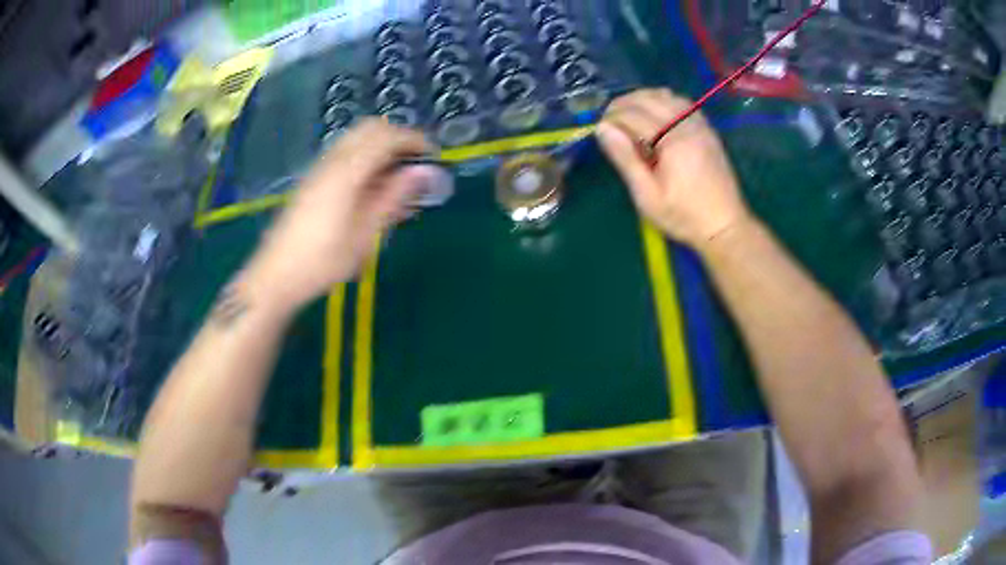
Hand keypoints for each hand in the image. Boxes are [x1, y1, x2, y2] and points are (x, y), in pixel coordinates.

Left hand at [243, 119, 438, 311]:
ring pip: (356, 138)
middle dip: (399, 138)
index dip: (415, 141)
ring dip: (381, 145)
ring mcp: (319, 167)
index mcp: (348, 171)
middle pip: (371, 128)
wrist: (277, 275)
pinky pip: (345, 152)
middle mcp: (332, 160)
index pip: (388, 137)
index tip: (434, 157)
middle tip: (416, 162)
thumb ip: (395, 197)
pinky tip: (372, 184)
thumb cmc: (324, 261)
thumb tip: (426, 172)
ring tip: (397, 174)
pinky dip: (366, 155)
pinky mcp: (313, 178)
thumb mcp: (365, 234)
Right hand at [597, 89, 750, 249]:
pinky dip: (663, 101)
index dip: (611, 117)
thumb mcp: (648, 196)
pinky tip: (655, 113)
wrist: (725, 226)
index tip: (599, 129)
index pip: (633, 114)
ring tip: (628, 114)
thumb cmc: (683, 217)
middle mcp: (687, 126)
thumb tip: (602, 129)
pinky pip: (683, 103)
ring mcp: (700, 125)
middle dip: (623, 104)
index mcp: (672, 142)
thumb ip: (625, 159)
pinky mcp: (707, 130)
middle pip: (649, 99)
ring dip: (643, 99)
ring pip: (666, 96)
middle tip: (609, 120)